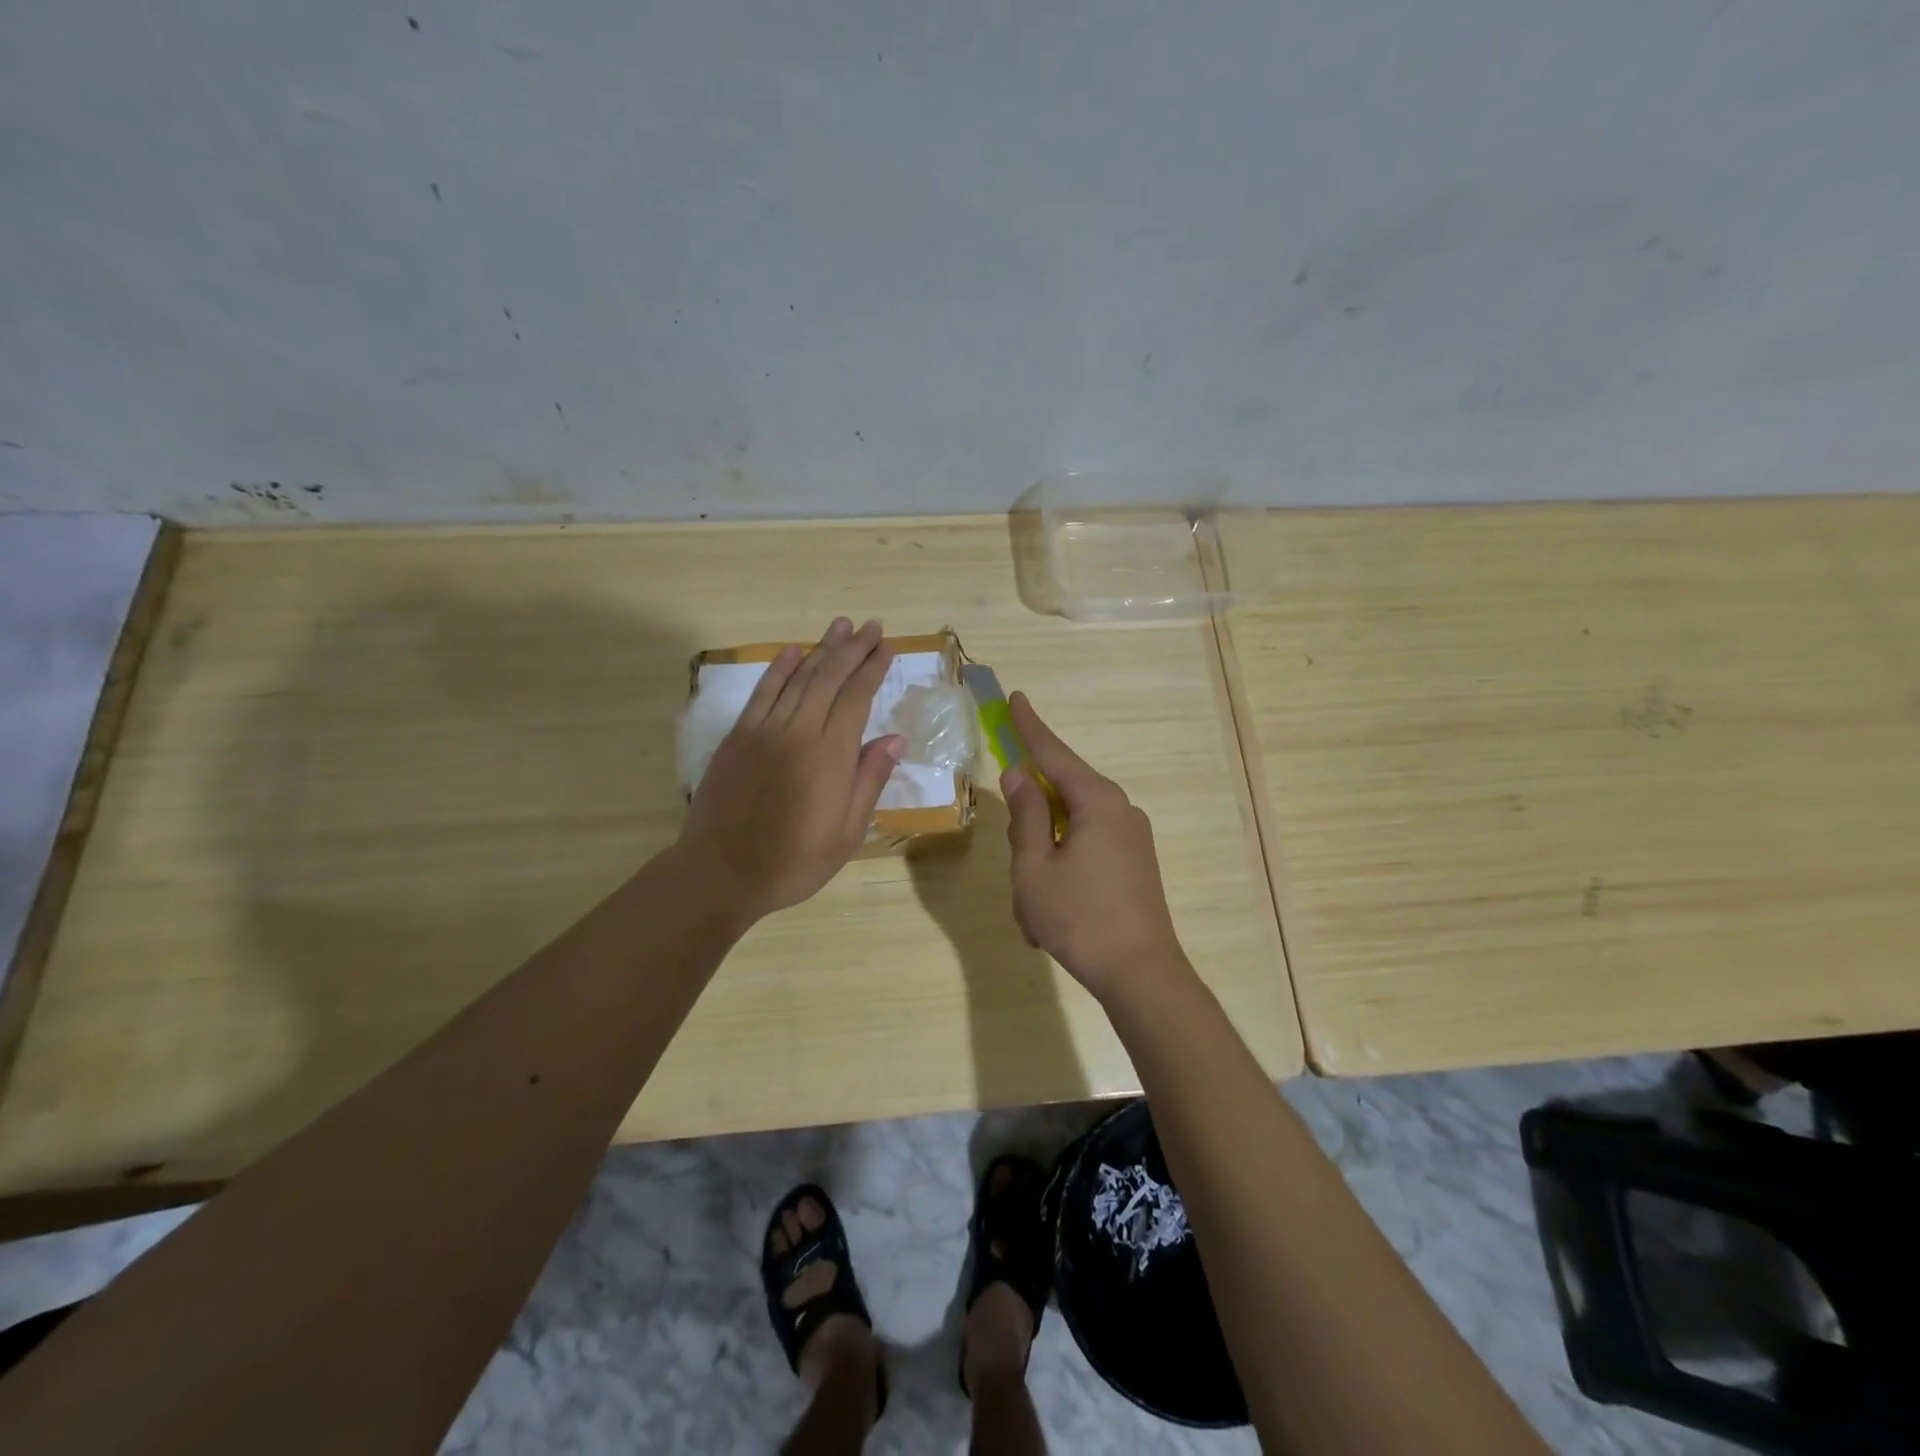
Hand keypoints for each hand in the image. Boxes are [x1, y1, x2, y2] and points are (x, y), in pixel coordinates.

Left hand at [679, 618, 903, 921]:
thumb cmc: (793, 861)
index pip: (856, 698)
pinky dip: (779, 669)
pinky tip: (793, 652)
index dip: (873, 669)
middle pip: (829, 678)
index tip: (886, 647)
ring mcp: (763, 730)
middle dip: (852, 649)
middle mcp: (798, 732)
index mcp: (830, 756)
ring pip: (797, 678)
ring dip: (821, 649)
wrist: (720, 872)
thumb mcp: (846, 833)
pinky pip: (762, 693)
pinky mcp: (738, 736)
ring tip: (840, 626)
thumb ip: (869, 780)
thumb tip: (894, 739)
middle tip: (870, 625)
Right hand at [1001, 692, 1186, 1001]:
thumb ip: (1025, 815)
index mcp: (1097, 802)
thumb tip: (1020, 774)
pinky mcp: (1135, 865)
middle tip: (1017, 867)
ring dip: (1043, 861)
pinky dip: (1062, 876)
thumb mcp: (1035, 866)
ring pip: (1070, 832)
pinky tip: (1050, 917)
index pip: (1054, 753)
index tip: (1016, 698)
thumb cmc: (1079, 917)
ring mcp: (1132, 839)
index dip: (1030, 727)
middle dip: (1030, 826)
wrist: (1141, 975)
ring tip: (1032, 912)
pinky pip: (1087, 853)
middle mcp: (1120, 811)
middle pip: (1062, 796)